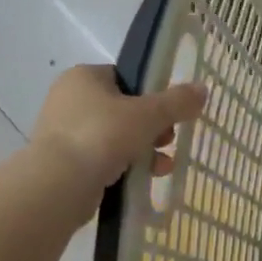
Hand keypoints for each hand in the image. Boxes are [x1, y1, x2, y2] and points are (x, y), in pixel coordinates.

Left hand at [29, 65, 206, 222]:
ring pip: (117, 136)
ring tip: (163, 165)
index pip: (126, 78)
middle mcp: (69, 99)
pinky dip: (126, 165)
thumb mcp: (149, 115)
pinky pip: (104, 157)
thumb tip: (203, 89)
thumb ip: (177, 101)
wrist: (59, 183)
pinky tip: (145, 177)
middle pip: (125, 109)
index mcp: (84, 77)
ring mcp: (64, 131)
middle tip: (167, 141)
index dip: (152, 94)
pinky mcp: (65, 161)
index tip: (170, 114)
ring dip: (145, 149)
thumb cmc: (103, 135)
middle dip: (153, 127)